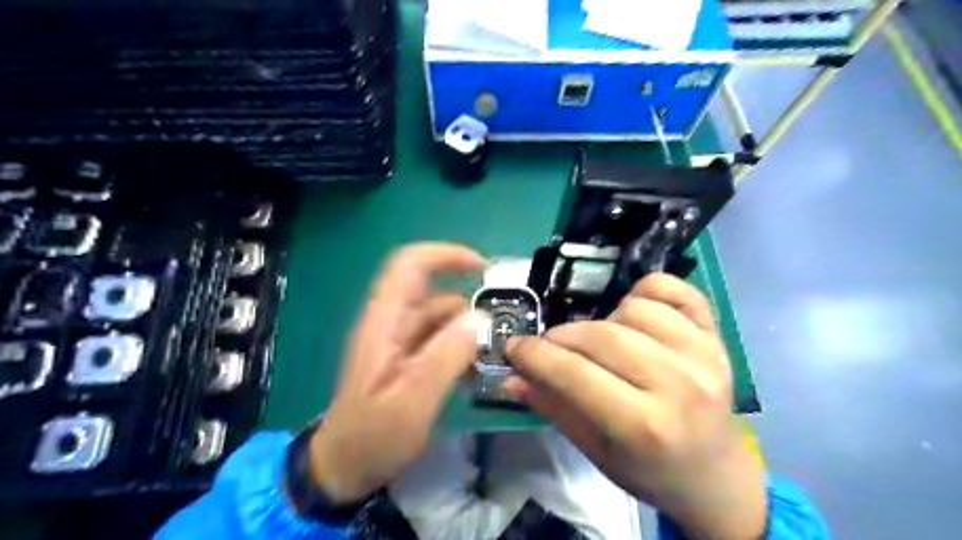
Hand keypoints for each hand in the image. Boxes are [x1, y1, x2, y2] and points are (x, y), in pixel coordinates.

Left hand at [311, 244, 488, 505]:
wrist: (344, 468)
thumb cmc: (373, 436)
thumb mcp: (412, 401)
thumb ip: (446, 357)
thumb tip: (479, 318)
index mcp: (383, 322)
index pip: (410, 265)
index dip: (446, 255)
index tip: (483, 269)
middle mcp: (390, 323)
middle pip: (431, 290)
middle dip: (466, 302)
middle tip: (498, 328)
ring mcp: (398, 340)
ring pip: (440, 316)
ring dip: (467, 329)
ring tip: (489, 356)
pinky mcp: (406, 357)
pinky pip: (439, 338)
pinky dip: (459, 346)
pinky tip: (473, 371)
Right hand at [503, 273, 766, 539]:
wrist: (715, 474)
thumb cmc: (648, 470)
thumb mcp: (594, 449)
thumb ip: (552, 407)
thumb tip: (510, 377)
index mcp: (645, 427)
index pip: (576, 375)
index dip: (535, 355)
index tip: (514, 348)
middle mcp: (679, 386)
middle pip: (602, 336)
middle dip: (562, 337)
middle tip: (551, 348)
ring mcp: (704, 356)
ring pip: (635, 308)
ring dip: (605, 319)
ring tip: (601, 342)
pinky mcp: (717, 337)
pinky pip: (676, 290)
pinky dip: (647, 292)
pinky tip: (634, 313)